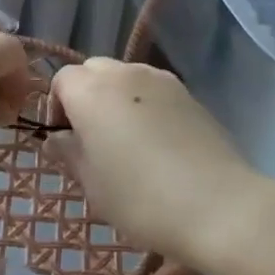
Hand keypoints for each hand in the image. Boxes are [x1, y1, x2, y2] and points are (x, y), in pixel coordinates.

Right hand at [46, 58, 274, 269]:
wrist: (217, 205)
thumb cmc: (141, 198)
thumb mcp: (92, 185)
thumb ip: (69, 153)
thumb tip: (57, 138)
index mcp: (92, 91)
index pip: (62, 80)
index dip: (56, 106)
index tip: (66, 141)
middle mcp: (124, 73)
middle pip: (93, 70)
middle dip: (85, 96)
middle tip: (92, 139)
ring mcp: (160, 79)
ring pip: (125, 76)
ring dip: (116, 98)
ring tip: (126, 140)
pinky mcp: (188, 93)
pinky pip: (153, 89)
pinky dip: (145, 104)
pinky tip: (157, 142)